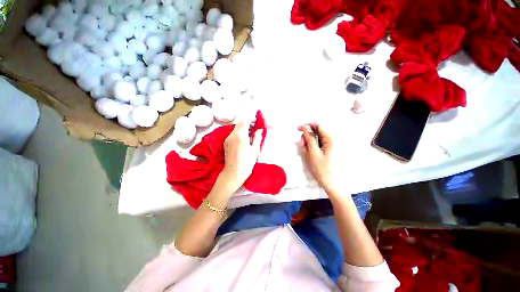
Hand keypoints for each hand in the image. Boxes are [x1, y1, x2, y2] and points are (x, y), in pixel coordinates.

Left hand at [221, 121, 263, 191]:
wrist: (233, 173)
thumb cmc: (246, 163)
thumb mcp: (255, 150)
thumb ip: (258, 138)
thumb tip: (260, 129)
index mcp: (241, 136)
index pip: (245, 121)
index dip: (251, 119)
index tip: (256, 121)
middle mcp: (232, 135)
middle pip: (239, 123)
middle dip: (247, 123)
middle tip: (255, 128)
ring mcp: (227, 139)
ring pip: (236, 128)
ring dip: (243, 128)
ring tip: (251, 134)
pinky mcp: (226, 143)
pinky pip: (233, 133)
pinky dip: (239, 132)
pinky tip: (244, 139)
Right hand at [298, 123, 335, 191]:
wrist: (331, 183)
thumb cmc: (321, 169)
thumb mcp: (313, 153)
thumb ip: (309, 138)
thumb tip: (305, 127)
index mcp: (330, 139)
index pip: (318, 125)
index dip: (307, 125)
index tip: (298, 129)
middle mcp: (332, 139)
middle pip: (317, 131)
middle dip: (307, 135)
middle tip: (302, 144)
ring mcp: (331, 145)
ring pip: (317, 137)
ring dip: (309, 141)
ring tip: (305, 149)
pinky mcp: (329, 149)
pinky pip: (319, 143)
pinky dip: (312, 145)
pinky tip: (309, 151)